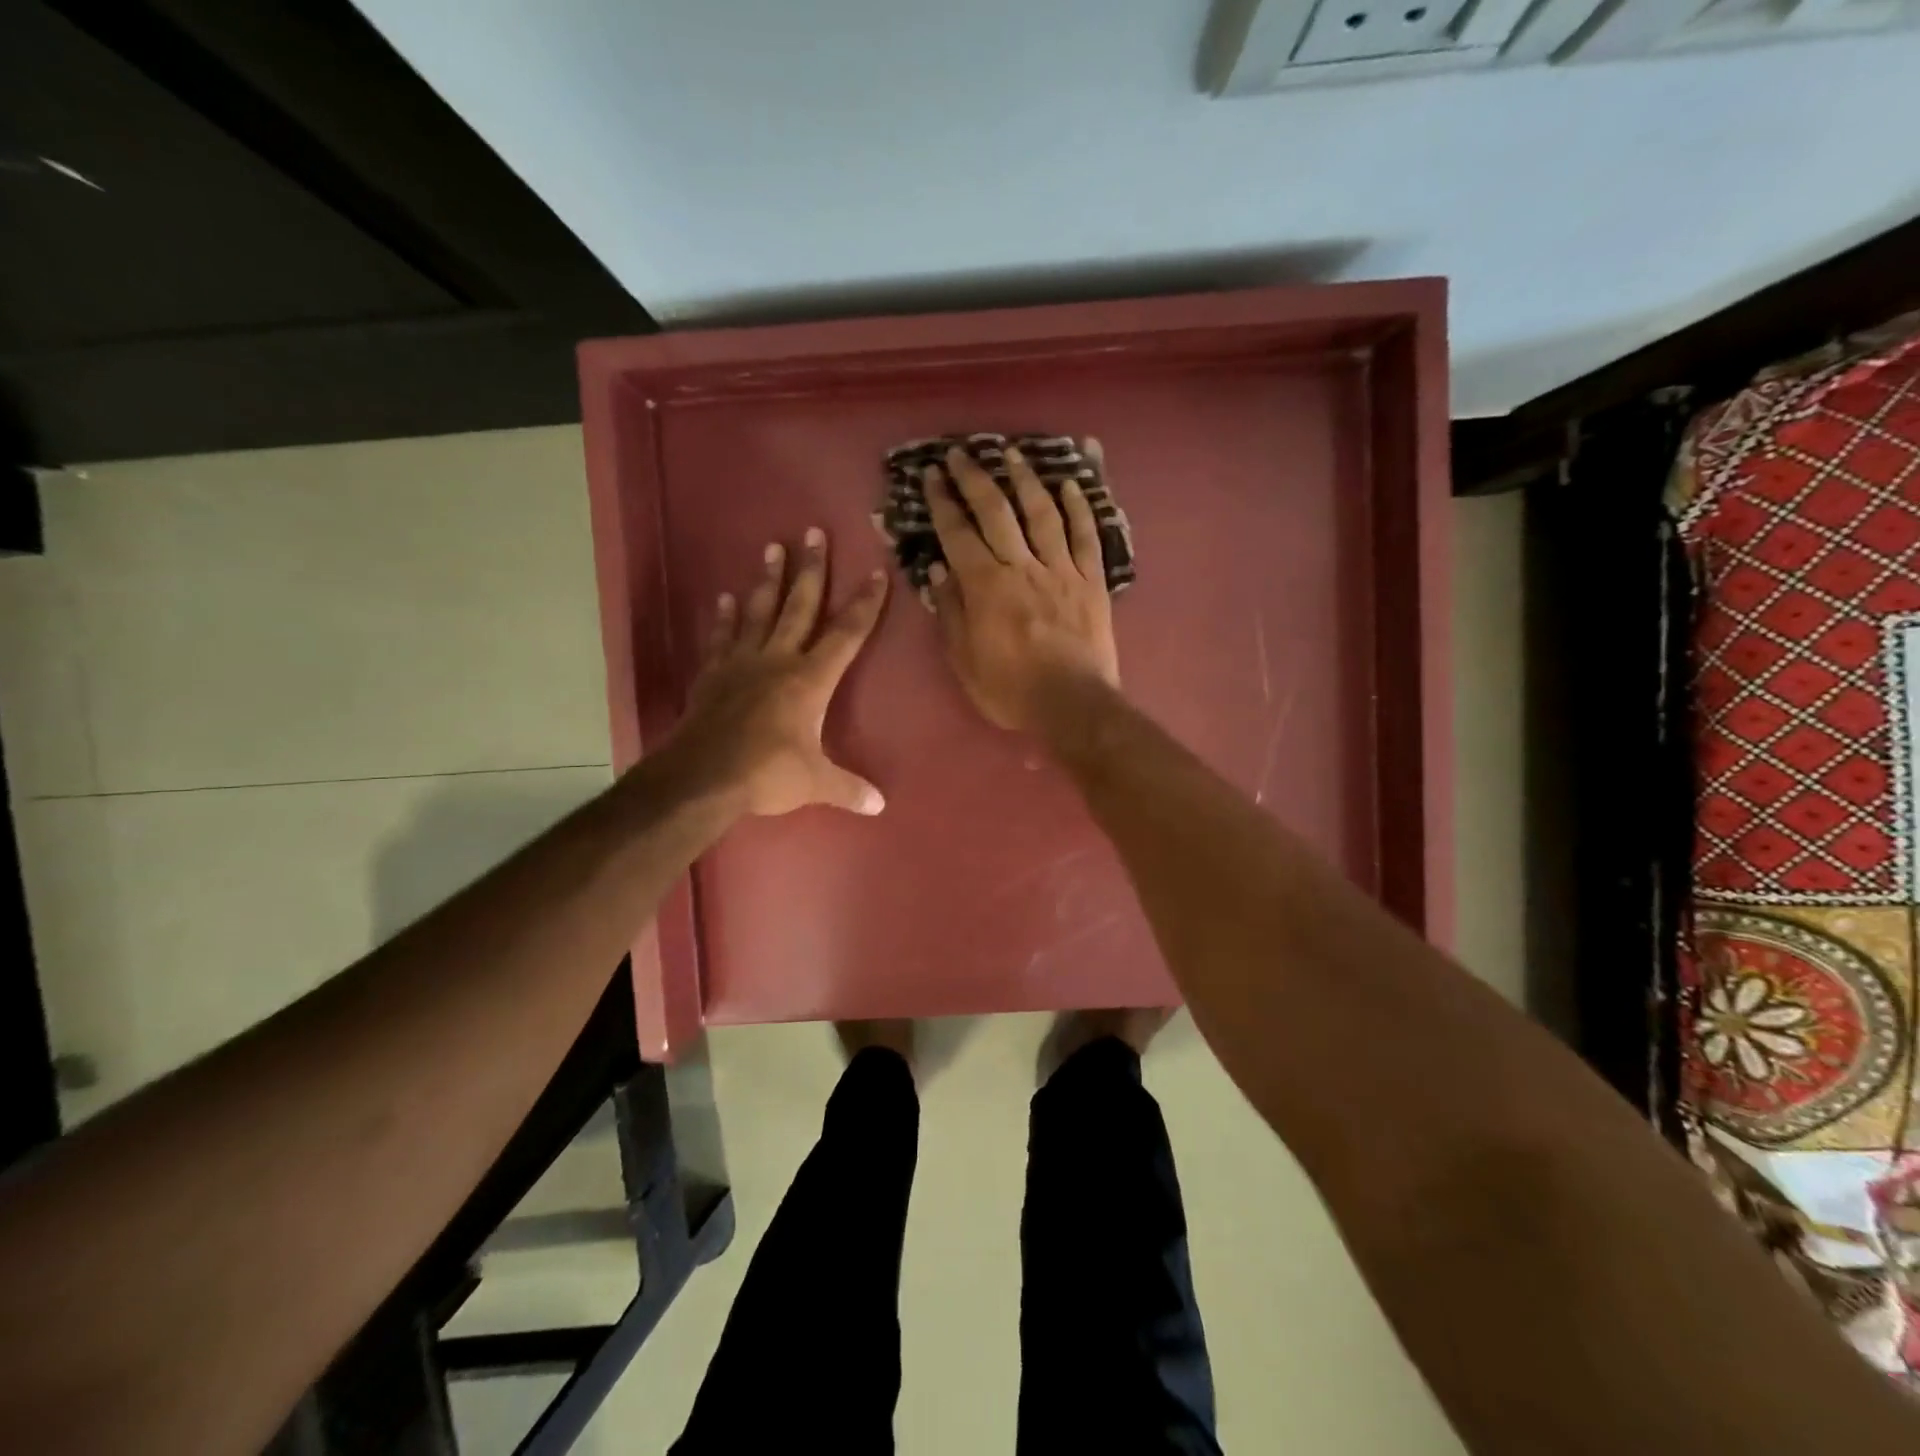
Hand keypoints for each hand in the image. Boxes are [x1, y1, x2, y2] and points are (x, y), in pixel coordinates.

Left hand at [668, 529, 888, 817]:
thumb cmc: (766, 774)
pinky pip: (722, 637)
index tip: (876, 574)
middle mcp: (777, 660)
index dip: (865, 605)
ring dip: (768, 580)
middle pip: (800, 606)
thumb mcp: (816, 783)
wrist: (701, 777)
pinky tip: (725, 597)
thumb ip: (848, 789)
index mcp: (810, 680)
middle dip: (812, 570)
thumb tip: (880, 805)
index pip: (846, 635)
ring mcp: (741, 663)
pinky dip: (724, 617)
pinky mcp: (713, 674)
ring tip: (773, 547)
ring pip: (759, 611)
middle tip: (814, 532)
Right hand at [923, 441, 1119, 732]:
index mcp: (985, 586)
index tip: (932, 475)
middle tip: (961, 453)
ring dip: (1025, 479)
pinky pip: (1086, 536)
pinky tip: (1069, 485)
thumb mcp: (964, 661)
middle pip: (996, 511)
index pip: (958, 533)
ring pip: (1042, 513)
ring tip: (1012, 453)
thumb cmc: (1010, 690)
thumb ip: (951, 613)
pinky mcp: (1091, 580)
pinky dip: (1078, 508)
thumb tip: (939, 571)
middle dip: (975, 478)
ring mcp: (1060, 569)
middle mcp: (1021, 566)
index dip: (942, 501)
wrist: (1072, 705)